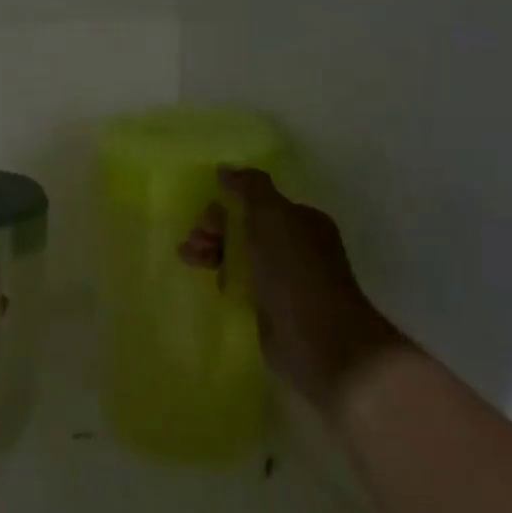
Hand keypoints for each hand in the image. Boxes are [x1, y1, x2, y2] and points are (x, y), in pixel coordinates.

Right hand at [180, 168, 400, 413]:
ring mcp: (283, 279)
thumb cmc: (296, 273)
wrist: (322, 343)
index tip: (205, 222)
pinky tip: (210, 283)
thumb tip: (226, 169)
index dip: (225, 206)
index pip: (254, 202)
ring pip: (238, 255)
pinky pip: (240, 284)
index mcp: (300, 220)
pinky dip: (222, 279)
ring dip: (211, 252)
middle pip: (243, 227)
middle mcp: (294, 246)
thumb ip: (249, 187)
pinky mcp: (271, 309)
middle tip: (194, 244)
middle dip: (213, 230)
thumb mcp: (271, 217)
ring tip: (189, 260)